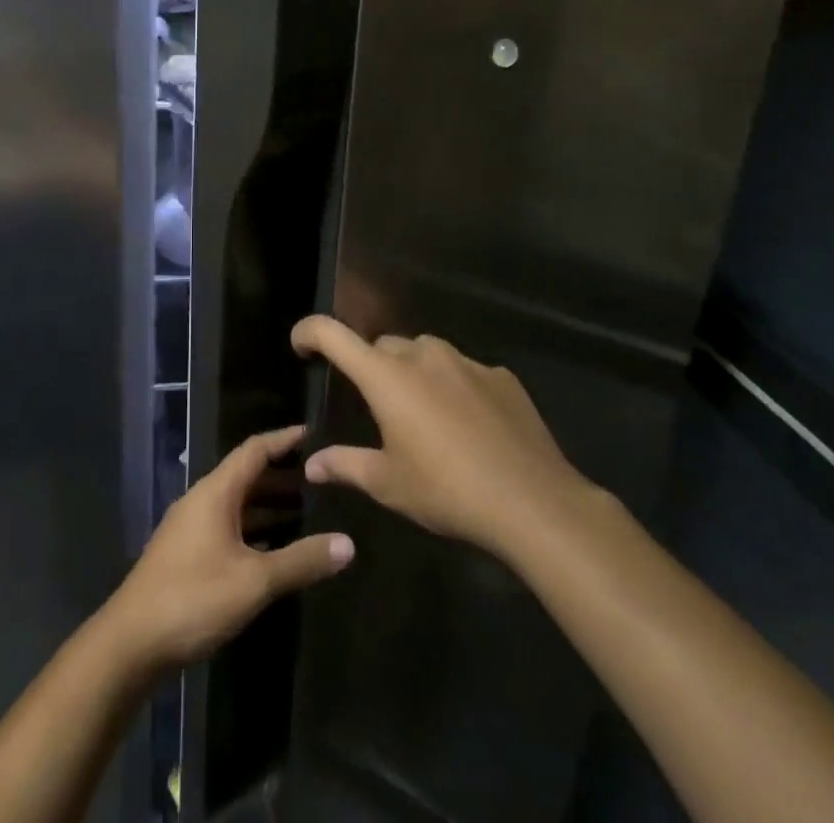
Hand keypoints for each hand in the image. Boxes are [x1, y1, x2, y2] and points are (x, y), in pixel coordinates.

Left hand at [102, 425, 353, 672]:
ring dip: (268, 505)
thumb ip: (300, 561)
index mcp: (216, 492)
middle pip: (246, 475)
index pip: (254, 450)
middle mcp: (202, 500)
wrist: (131, 643)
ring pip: (236, 504)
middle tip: (321, 479)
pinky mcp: (187, 554)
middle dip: (282, 475)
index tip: (314, 432)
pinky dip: (253, 528)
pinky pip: (228, 526)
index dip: (283, 439)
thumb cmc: (193, 598)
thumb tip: (348, 544)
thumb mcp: (254, 581)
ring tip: (306, 512)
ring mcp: (191, 527)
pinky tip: (274, 550)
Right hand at [292, 316, 599, 562]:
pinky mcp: (500, 375)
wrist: (533, 502)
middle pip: (383, 347)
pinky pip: (464, 370)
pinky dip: (454, 386)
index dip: (310, 332)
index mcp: (387, 377)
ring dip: (414, 373)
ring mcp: (465, 361)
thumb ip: (346, 465)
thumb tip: (313, 463)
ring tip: (423, 415)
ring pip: (425, 353)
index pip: (334, 335)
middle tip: (377, 408)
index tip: (300, 345)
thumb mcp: (389, 484)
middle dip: (372, 368)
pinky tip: (468, 424)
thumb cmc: (448, 492)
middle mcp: (423, 355)